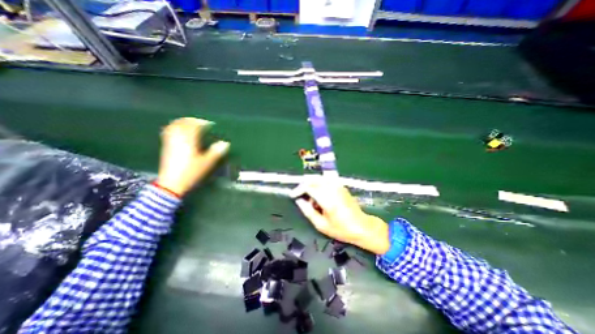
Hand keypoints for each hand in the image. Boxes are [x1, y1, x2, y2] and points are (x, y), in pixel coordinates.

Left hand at [155, 116, 228, 194]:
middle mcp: (178, 138)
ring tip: (190, 124)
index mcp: (189, 141)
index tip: (210, 124)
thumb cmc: (191, 172)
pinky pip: (168, 132)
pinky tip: (178, 131)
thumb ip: (216, 152)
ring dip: (182, 123)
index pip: (194, 126)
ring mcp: (170, 142)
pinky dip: (174, 128)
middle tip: (200, 123)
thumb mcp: (207, 163)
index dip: (202, 123)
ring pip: (174, 126)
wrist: (171, 184)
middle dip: (192, 121)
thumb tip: (225, 143)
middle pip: (183, 124)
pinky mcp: (166, 147)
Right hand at [292, 178, 391, 254]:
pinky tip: (320, 196)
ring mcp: (338, 186)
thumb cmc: (341, 229)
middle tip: (299, 195)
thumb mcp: (321, 225)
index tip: (293, 195)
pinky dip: (318, 185)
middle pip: (313, 179)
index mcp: (328, 199)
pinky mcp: (341, 186)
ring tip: (311, 199)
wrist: (362, 226)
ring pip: (319, 178)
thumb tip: (299, 201)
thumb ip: (308, 211)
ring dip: (311, 185)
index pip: (309, 187)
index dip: (298, 190)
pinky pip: (325, 180)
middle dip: (303, 185)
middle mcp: (333, 188)